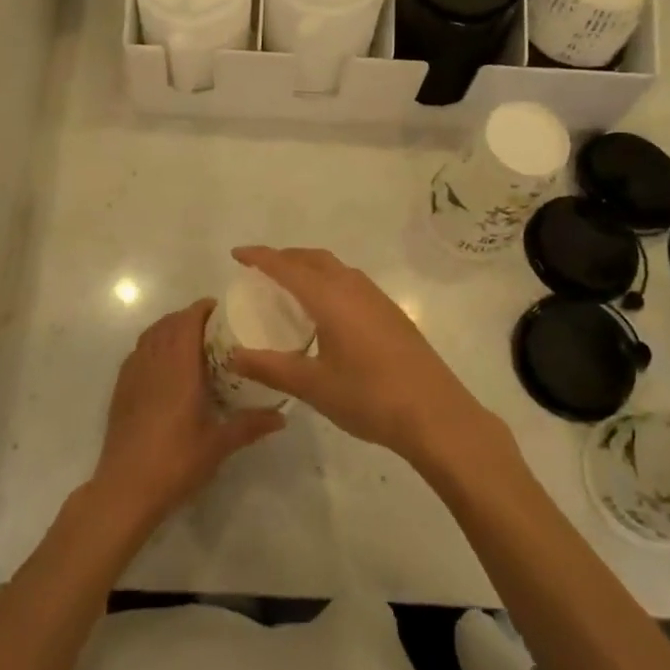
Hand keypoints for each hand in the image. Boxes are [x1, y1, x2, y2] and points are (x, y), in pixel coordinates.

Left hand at [90, 299, 284, 530]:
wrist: (126, 488)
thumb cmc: (176, 461)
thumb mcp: (219, 444)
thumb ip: (250, 425)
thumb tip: (282, 416)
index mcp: (179, 366)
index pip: (188, 321)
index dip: (203, 309)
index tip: (221, 309)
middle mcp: (154, 361)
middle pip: (169, 323)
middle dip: (189, 317)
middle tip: (212, 326)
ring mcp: (133, 373)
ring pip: (151, 334)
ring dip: (169, 328)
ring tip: (190, 339)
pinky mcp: (121, 388)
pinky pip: (138, 351)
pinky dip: (152, 344)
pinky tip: (165, 364)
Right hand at [226, 247, 499, 468]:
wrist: (436, 415)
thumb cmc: (369, 397)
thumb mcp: (312, 386)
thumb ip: (270, 368)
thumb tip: (233, 356)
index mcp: (330, 298)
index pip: (287, 266)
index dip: (260, 257)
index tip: (237, 254)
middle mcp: (353, 288)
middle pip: (314, 258)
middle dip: (285, 257)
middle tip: (261, 270)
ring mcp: (377, 299)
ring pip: (336, 268)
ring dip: (310, 267)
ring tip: (290, 286)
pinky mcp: (392, 313)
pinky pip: (351, 282)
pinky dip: (329, 281)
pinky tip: (327, 311)